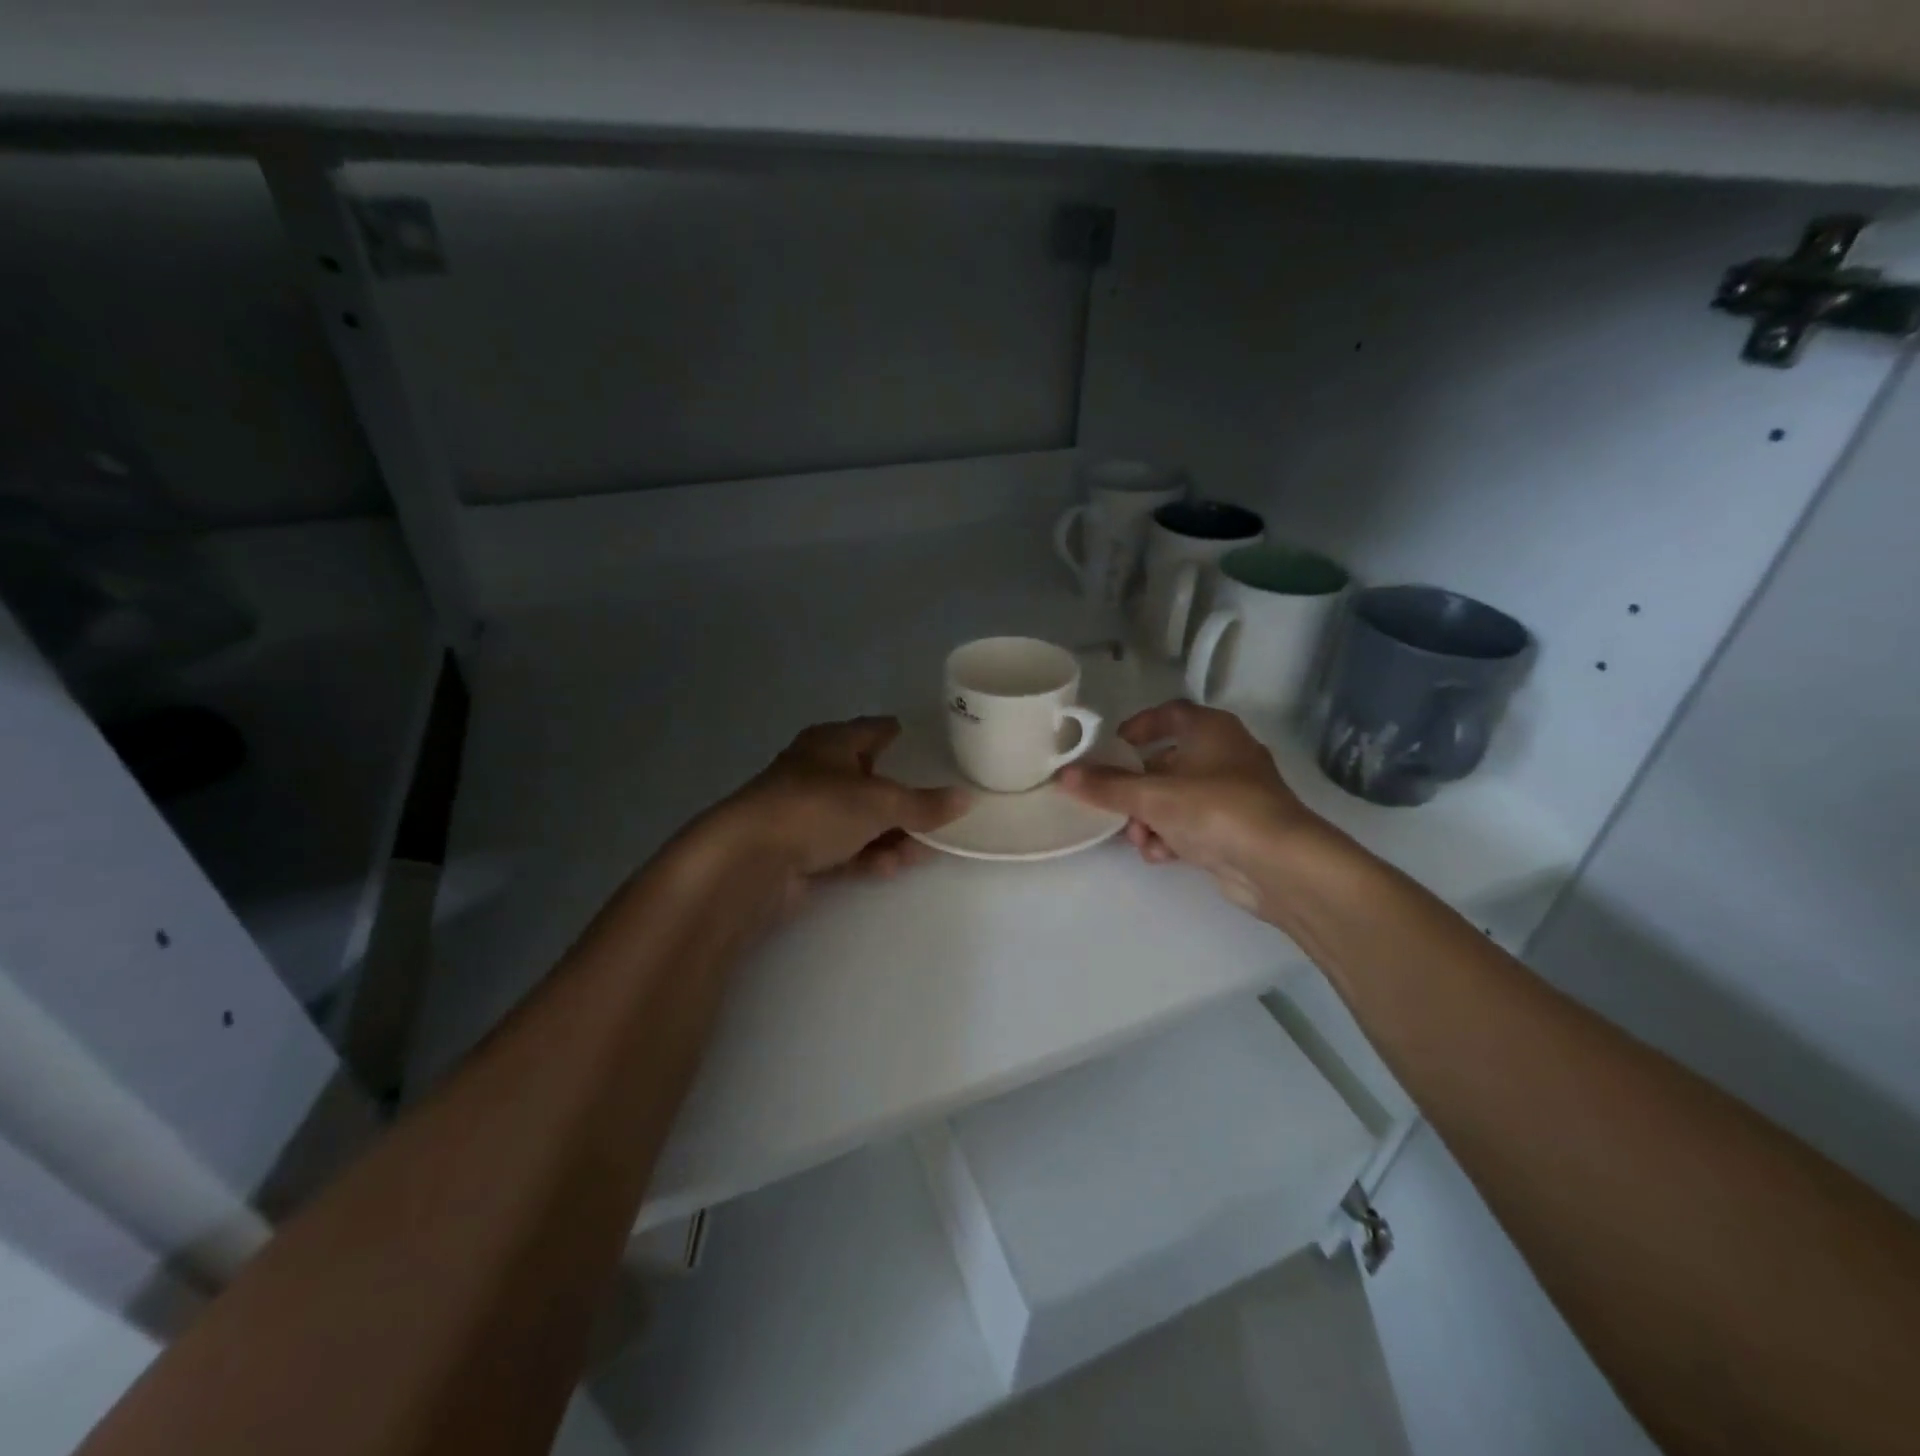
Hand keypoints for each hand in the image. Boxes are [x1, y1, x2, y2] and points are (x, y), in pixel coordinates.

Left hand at [708, 717, 969, 901]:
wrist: (750, 859)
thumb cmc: (817, 808)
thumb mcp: (880, 802)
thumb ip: (924, 804)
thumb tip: (967, 799)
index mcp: (831, 743)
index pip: (872, 730)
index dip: (896, 733)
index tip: (921, 740)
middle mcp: (817, 772)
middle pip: (868, 780)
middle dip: (901, 798)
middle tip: (936, 811)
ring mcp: (806, 812)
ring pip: (858, 819)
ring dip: (889, 834)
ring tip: (921, 850)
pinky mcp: (799, 849)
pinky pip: (844, 849)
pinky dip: (867, 856)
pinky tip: (890, 867)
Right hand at [1057, 700, 1322, 911]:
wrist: (1279, 865)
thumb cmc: (1215, 809)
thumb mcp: (1152, 796)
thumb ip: (1106, 786)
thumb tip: (1064, 776)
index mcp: (1211, 730)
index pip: (1169, 714)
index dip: (1139, 727)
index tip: (1112, 747)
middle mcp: (1224, 755)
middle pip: (1166, 763)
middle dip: (1136, 789)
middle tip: (1113, 806)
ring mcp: (1233, 795)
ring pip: (1176, 799)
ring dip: (1149, 818)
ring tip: (1139, 838)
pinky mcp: (1235, 830)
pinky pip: (1192, 825)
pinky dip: (1172, 837)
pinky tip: (1160, 854)